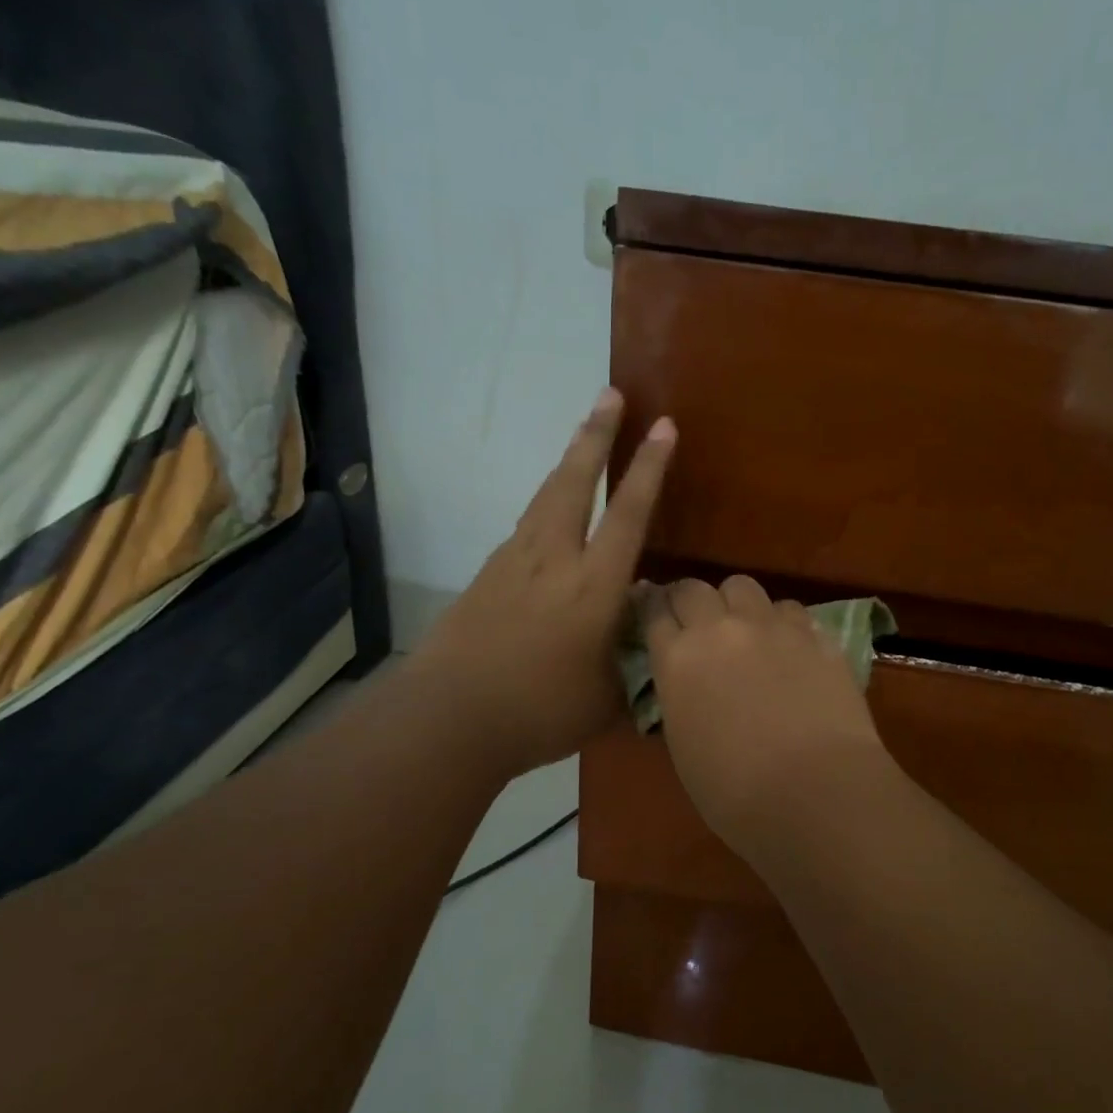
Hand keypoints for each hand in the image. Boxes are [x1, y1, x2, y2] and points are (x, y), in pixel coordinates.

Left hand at [415, 388, 675, 778]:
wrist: (450, 718)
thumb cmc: (539, 711)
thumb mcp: (607, 696)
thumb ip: (632, 658)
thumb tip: (643, 626)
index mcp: (592, 587)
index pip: (629, 514)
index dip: (648, 468)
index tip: (662, 426)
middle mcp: (553, 560)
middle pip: (574, 482)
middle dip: (596, 434)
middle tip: (610, 394)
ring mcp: (513, 562)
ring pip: (544, 497)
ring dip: (567, 462)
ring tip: (582, 437)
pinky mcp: (486, 575)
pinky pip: (524, 527)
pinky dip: (544, 506)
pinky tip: (549, 516)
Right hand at [642, 575, 890, 861]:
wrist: (813, 793)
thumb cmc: (735, 792)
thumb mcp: (684, 745)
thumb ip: (680, 698)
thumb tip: (688, 684)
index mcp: (678, 659)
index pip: (653, 612)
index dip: (651, 608)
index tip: (652, 611)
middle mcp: (721, 629)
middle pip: (695, 588)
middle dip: (690, 601)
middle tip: (697, 623)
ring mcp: (772, 627)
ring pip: (744, 586)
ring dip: (737, 604)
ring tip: (747, 630)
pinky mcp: (816, 635)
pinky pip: (790, 610)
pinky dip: (782, 622)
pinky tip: (790, 647)